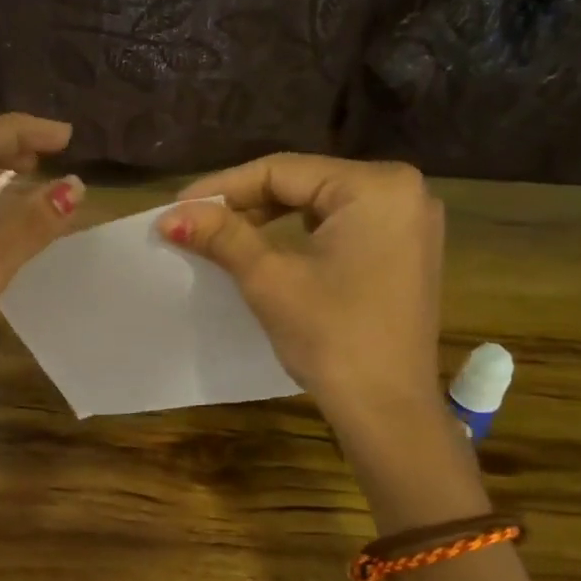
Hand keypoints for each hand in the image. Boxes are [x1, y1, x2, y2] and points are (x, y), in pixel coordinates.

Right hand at [156, 154, 444, 428]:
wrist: (387, 410)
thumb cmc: (331, 336)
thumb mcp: (269, 279)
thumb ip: (222, 236)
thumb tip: (170, 216)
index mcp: (376, 186)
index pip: (283, 170)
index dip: (224, 187)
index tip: (178, 206)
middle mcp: (403, 191)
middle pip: (304, 184)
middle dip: (246, 203)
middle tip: (197, 222)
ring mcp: (410, 223)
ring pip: (322, 206)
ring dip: (271, 219)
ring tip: (223, 235)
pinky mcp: (406, 252)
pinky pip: (343, 227)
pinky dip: (302, 235)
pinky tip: (269, 248)